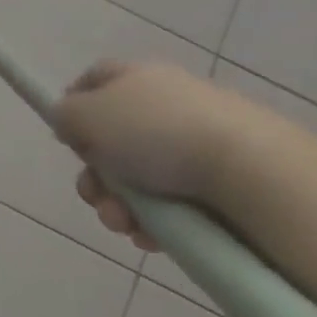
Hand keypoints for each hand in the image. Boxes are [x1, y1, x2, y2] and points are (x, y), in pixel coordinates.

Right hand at [49, 62, 255, 252]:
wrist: (251, 174)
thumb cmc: (156, 134)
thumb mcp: (88, 114)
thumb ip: (65, 115)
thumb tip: (70, 124)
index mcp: (137, 78)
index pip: (95, 80)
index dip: (74, 106)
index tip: (67, 138)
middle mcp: (165, 106)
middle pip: (111, 140)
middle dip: (94, 176)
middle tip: (95, 195)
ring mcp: (194, 146)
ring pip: (137, 180)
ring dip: (118, 206)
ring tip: (124, 224)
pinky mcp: (218, 186)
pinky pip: (170, 206)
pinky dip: (154, 224)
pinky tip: (151, 238)